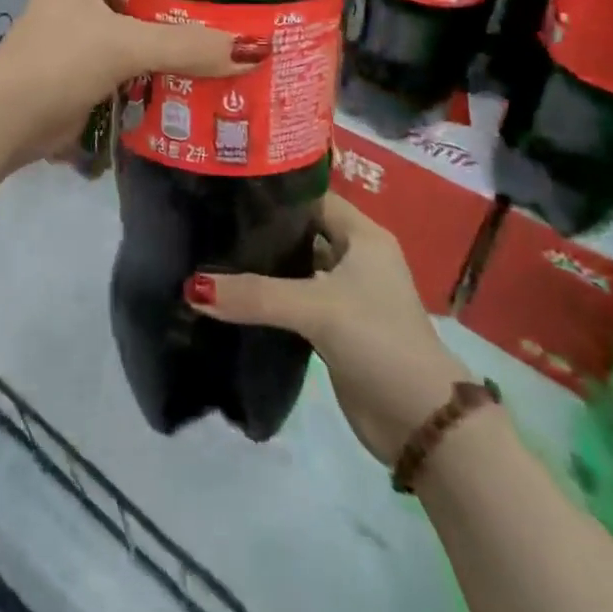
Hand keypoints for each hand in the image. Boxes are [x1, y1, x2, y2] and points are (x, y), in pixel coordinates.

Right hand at [187, 194, 471, 466]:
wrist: (421, 423)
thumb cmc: (379, 341)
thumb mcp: (317, 308)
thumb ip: (256, 295)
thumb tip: (191, 288)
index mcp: (363, 236)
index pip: (310, 197)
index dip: (274, 192)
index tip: (228, 188)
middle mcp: (355, 258)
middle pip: (301, 232)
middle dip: (261, 230)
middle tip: (210, 220)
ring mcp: (345, 295)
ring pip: (295, 269)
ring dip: (262, 267)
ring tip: (211, 253)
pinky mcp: (334, 329)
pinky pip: (294, 302)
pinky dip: (267, 299)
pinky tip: (231, 296)